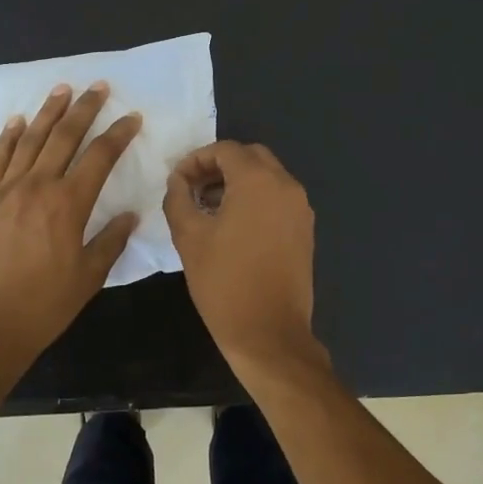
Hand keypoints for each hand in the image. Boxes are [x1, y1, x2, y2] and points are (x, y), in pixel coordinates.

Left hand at [0, 82, 140, 368]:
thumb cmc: (44, 305)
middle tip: (98, 86)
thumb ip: (110, 241)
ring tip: (61, 89)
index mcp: (69, 204)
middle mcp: (37, 186)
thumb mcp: (88, 277)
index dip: (118, 134)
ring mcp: (5, 190)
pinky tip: (17, 121)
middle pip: (64, 136)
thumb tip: (130, 215)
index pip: (100, 157)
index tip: (132, 117)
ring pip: (30, 140)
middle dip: (84, 108)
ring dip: (48, 112)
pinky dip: (8, 137)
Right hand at [163, 141, 323, 372]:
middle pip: (250, 157)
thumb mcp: (188, 237)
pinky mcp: (305, 230)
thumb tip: (178, 180)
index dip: (196, 160)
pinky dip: (255, 199)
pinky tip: (233, 225)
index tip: (177, 181)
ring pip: (267, 176)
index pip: (225, 150)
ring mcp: (300, 208)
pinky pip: (278, 198)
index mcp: (258, 181)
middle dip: (219, 166)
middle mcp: (286, 186)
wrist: (269, 333)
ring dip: (237, 182)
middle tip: (193, 189)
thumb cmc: (224, 282)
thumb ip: (178, 198)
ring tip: (208, 208)